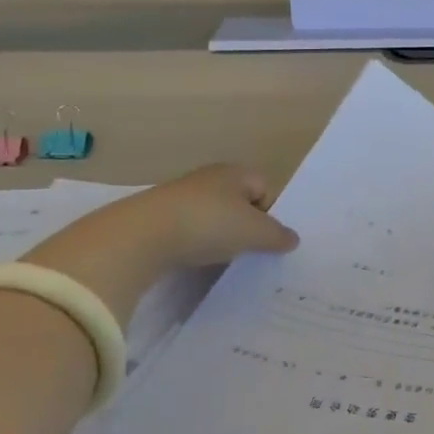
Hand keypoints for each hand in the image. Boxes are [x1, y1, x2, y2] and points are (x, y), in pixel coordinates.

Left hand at [136, 164, 299, 266]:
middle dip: (244, 226)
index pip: (264, 187)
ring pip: (211, 217)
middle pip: (238, 202)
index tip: (266, 238)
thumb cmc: (208, 224)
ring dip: (217, 236)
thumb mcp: (254, 233)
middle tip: (246, 251)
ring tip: (219, 259)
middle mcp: (208, 178)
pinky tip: (192, 260)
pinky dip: (193, 245)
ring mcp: (180, 197)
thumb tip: (293, 239)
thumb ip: (277, 236)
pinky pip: (187, 230)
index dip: (270, 212)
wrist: (141, 236)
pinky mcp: (156, 218)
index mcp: (235, 172)